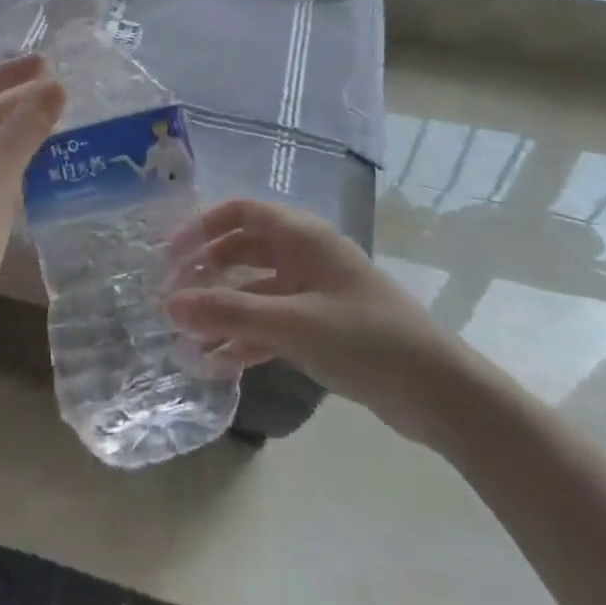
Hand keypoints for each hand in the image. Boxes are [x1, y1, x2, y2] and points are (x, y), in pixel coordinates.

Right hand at [166, 200, 463, 448]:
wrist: (438, 392)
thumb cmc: (365, 339)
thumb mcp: (292, 323)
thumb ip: (229, 312)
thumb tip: (169, 304)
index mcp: (302, 236)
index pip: (240, 213)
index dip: (200, 228)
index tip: (167, 257)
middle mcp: (305, 255)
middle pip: (243, 251)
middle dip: (206, 272)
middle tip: (171, 300)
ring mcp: (314, 291)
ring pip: (255, 290)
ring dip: (223, 310)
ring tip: (185, 339)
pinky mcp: (321, 326)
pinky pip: (272, 322)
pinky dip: (246, 338)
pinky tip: (218, 365)